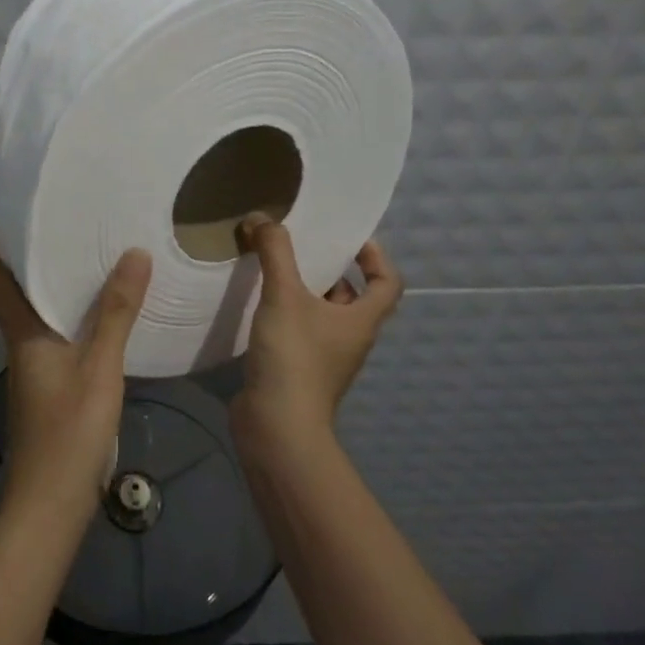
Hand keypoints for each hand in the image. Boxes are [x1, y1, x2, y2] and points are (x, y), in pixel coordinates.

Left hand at [0, 205, 151, 532]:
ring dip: (37, 282)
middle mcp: (20, 346)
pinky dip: (61, 312)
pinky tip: (89, 312)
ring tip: (65, 254)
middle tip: (30, 218)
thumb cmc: (69, 432)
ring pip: (31, 314)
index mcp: (23, 335)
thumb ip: (116, 313)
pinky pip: (50, 334)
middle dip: (12, 255)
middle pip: (10, 292)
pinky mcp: (46, 387)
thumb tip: (133, 254)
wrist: (50, 505)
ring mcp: (32, 370)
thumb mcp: (99, 368)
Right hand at [231, 213, 402, 445]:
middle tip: (300, 245)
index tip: (349, 238)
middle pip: (351, 296)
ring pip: (321, 314)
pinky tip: (257, 303)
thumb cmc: (294, 357)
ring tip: (272, 267)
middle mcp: (350, 338)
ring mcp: (325, 358)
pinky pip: (298, 332)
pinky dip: (283, 313)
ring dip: (302, 290)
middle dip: (328, 269)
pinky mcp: (298, 371)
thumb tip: (262, 218)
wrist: (277, 426)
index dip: (376, 256)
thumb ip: (275, 252)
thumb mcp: (284, 295)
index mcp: (362, 320)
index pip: (388, 282)